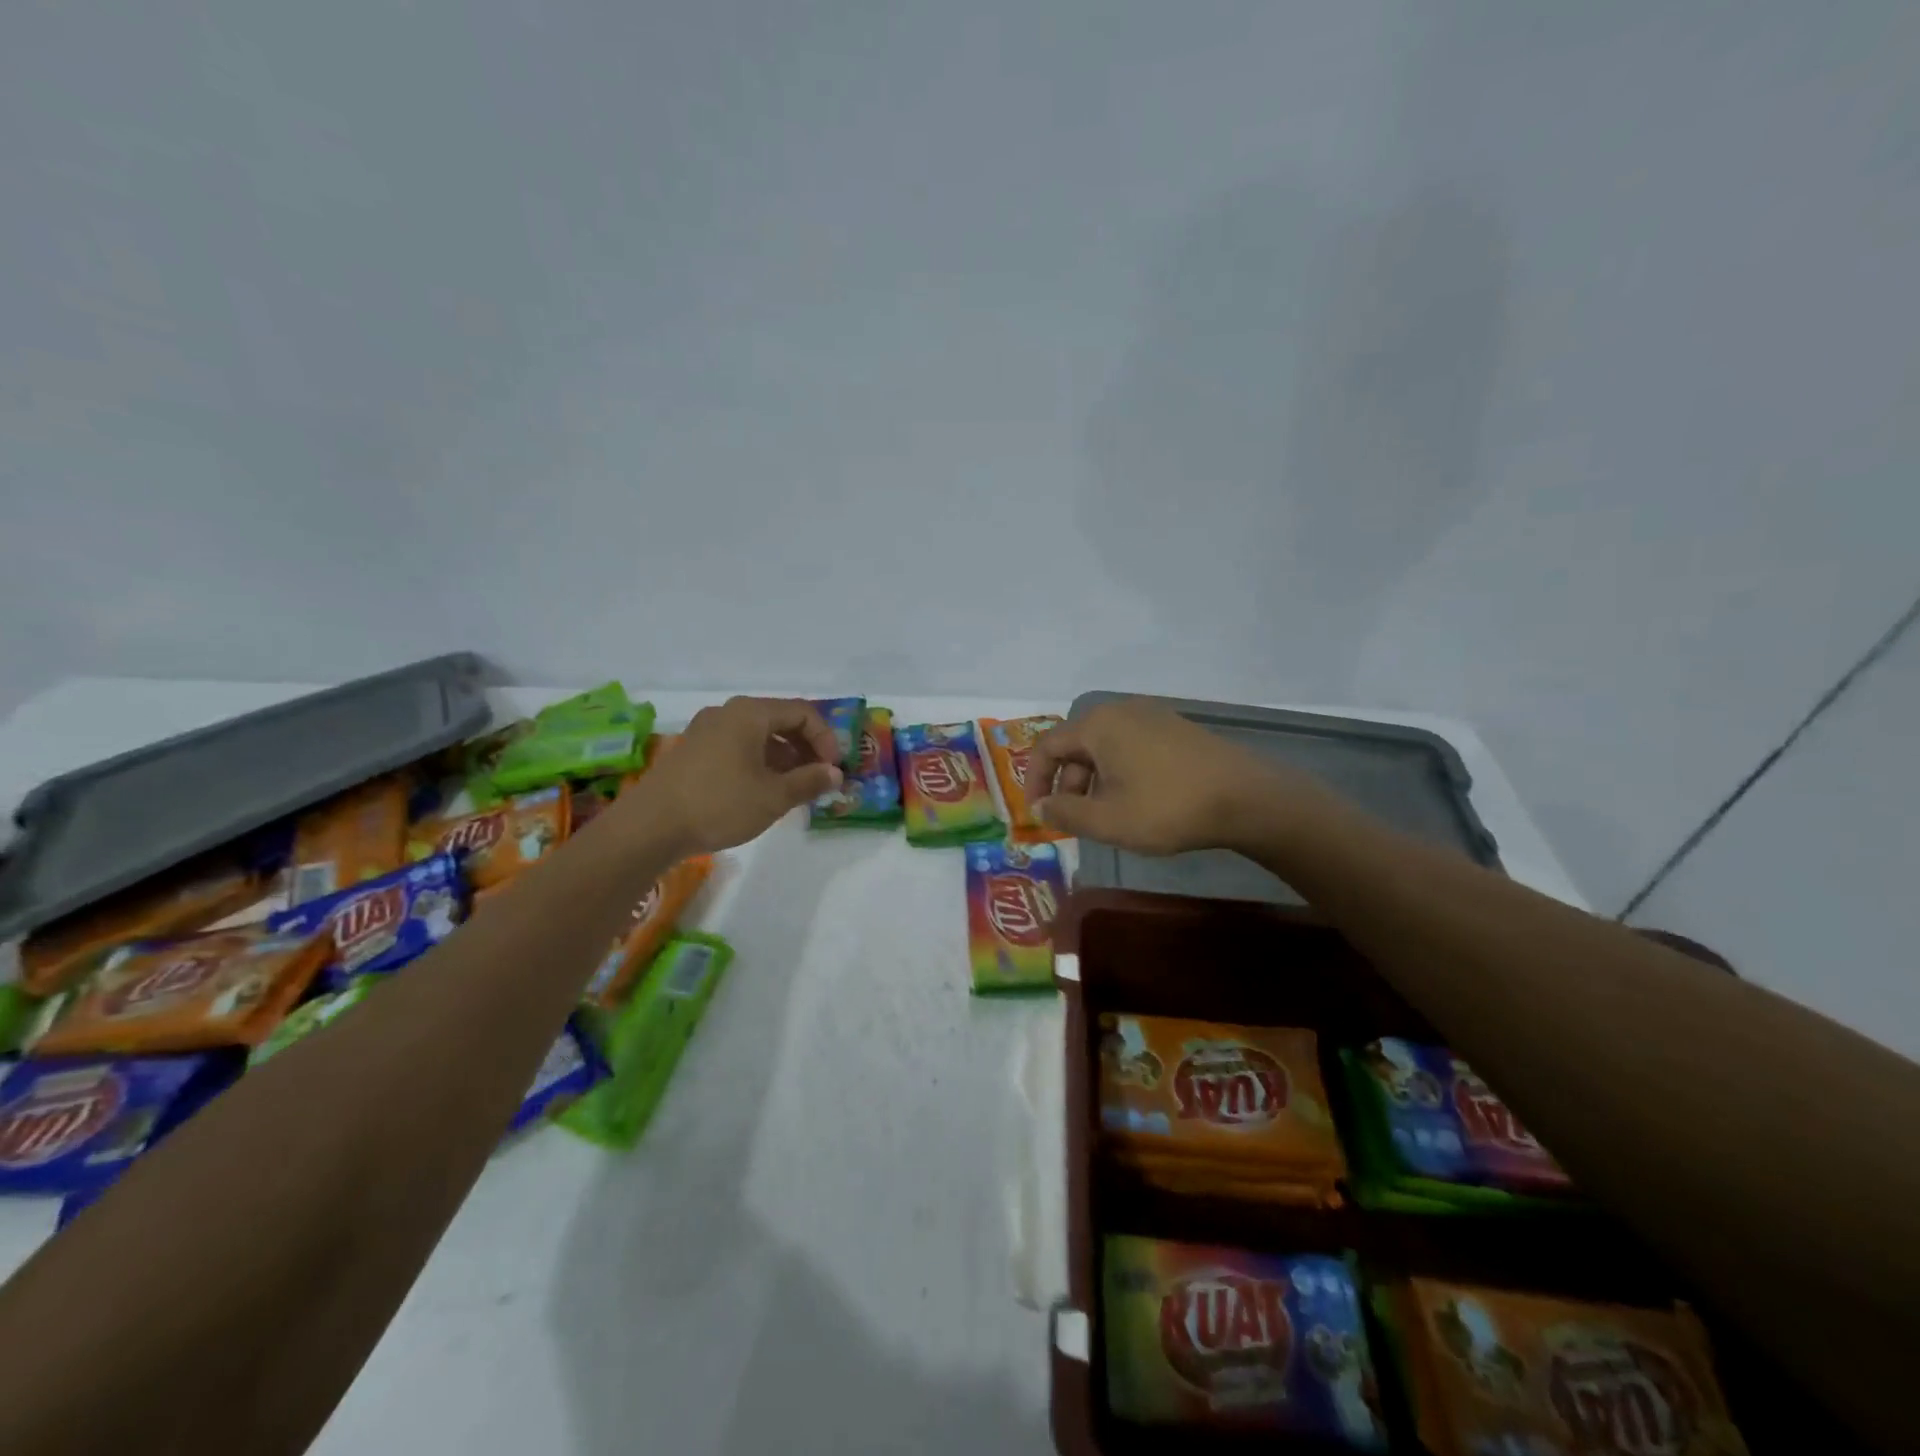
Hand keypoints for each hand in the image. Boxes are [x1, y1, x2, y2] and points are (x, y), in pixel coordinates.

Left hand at [626, 697, 841, 855]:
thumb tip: (835, 774)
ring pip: (758, 735)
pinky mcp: (692, 751)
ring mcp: (705, 730)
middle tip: (819, 778)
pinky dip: (759, 762)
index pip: (802, 713)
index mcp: (750, 713)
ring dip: (783, 757)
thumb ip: (810, 781)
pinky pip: (737, 746)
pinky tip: (762, 791)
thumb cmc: (719, 804)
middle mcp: (727, 713)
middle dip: (806, 748)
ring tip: (794, 789)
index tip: (833, 769)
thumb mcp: (773, 796)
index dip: (825, 739)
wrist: (649, 827)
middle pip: (779, 720)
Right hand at [1029, 698, 1328, 855]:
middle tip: (1075, 822)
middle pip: (1076, 746)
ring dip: (1093, 782)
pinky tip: (1137, 802)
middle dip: (1068, 785)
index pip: (1047, 747)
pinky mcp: (1176, 729)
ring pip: (1104, 748)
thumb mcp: (1108, 820)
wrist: (1247, 798)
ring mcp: (1152, 717)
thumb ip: (1065, 813)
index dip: (1034, 782)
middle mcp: (1121, 711)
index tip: (1037, 815)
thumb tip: (1039, 807)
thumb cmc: (1168, 807)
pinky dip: (1120, 773)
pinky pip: (1131, 747)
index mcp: (1097, 726)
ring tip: (1106, 817)